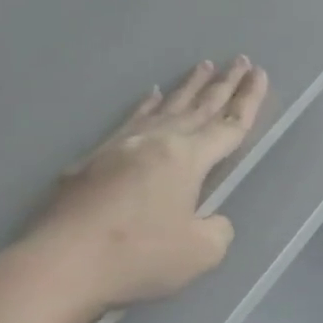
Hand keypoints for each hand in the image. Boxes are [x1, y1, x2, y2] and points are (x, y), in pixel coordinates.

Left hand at [1, 57, 268, 322]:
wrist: (63, 262)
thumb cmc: (138, 256)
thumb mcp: (200, 252)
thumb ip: (217, 229)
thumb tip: (209, 218)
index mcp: (186, 159)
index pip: (228, 125)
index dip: (249, 101)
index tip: (260, 74)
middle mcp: (156, 142)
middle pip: (198, 107)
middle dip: (224, 84)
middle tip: (241, 60)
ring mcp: (121, 147)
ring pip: (164, 108)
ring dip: (187, 87)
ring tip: (204, 66)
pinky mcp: (93, 160)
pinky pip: (131, 121)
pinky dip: (146, 107)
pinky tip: (150, 97)